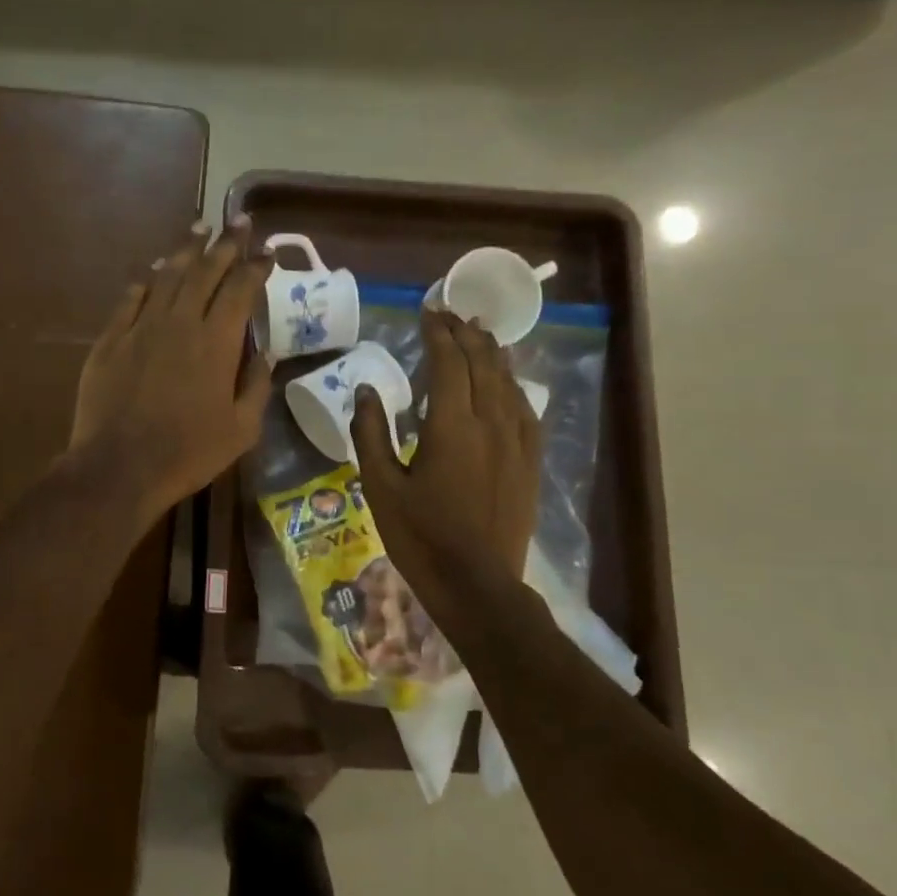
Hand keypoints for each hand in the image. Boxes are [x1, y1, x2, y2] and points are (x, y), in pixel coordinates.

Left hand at [69, 221, 269, 520]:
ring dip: (186, 251)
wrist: (118, 466)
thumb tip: (264, 355)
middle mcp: (180, 322)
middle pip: (205, 271)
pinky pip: (131, 300)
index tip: (267, 251)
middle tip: (238, 221)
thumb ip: (256, 387)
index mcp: (216, 342)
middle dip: (225, 243)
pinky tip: (153, 273)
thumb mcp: (241, 430)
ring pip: (167, 277)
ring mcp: (141, 328)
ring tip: (198, 229)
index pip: (240, 289)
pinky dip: (146, 282)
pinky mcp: (110, 340)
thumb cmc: (188, 453)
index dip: (256, 266)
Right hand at [350, 310, 539, 602]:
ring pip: (508, 381)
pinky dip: (513, 384)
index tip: (428, 312)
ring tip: (480, 333)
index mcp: (451, 426)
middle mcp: (490, 423)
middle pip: (482, 363)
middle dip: (466, 333)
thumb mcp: (380, 486)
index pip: (448, 362)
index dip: (438, 332)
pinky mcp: (530, 461)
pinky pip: (525, 409)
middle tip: (451, 314)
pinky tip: (507, 381)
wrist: (477, 583)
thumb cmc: (420, 536)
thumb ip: (371, 433)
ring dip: (492, 352)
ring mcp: (516, 442)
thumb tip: (366, 390)